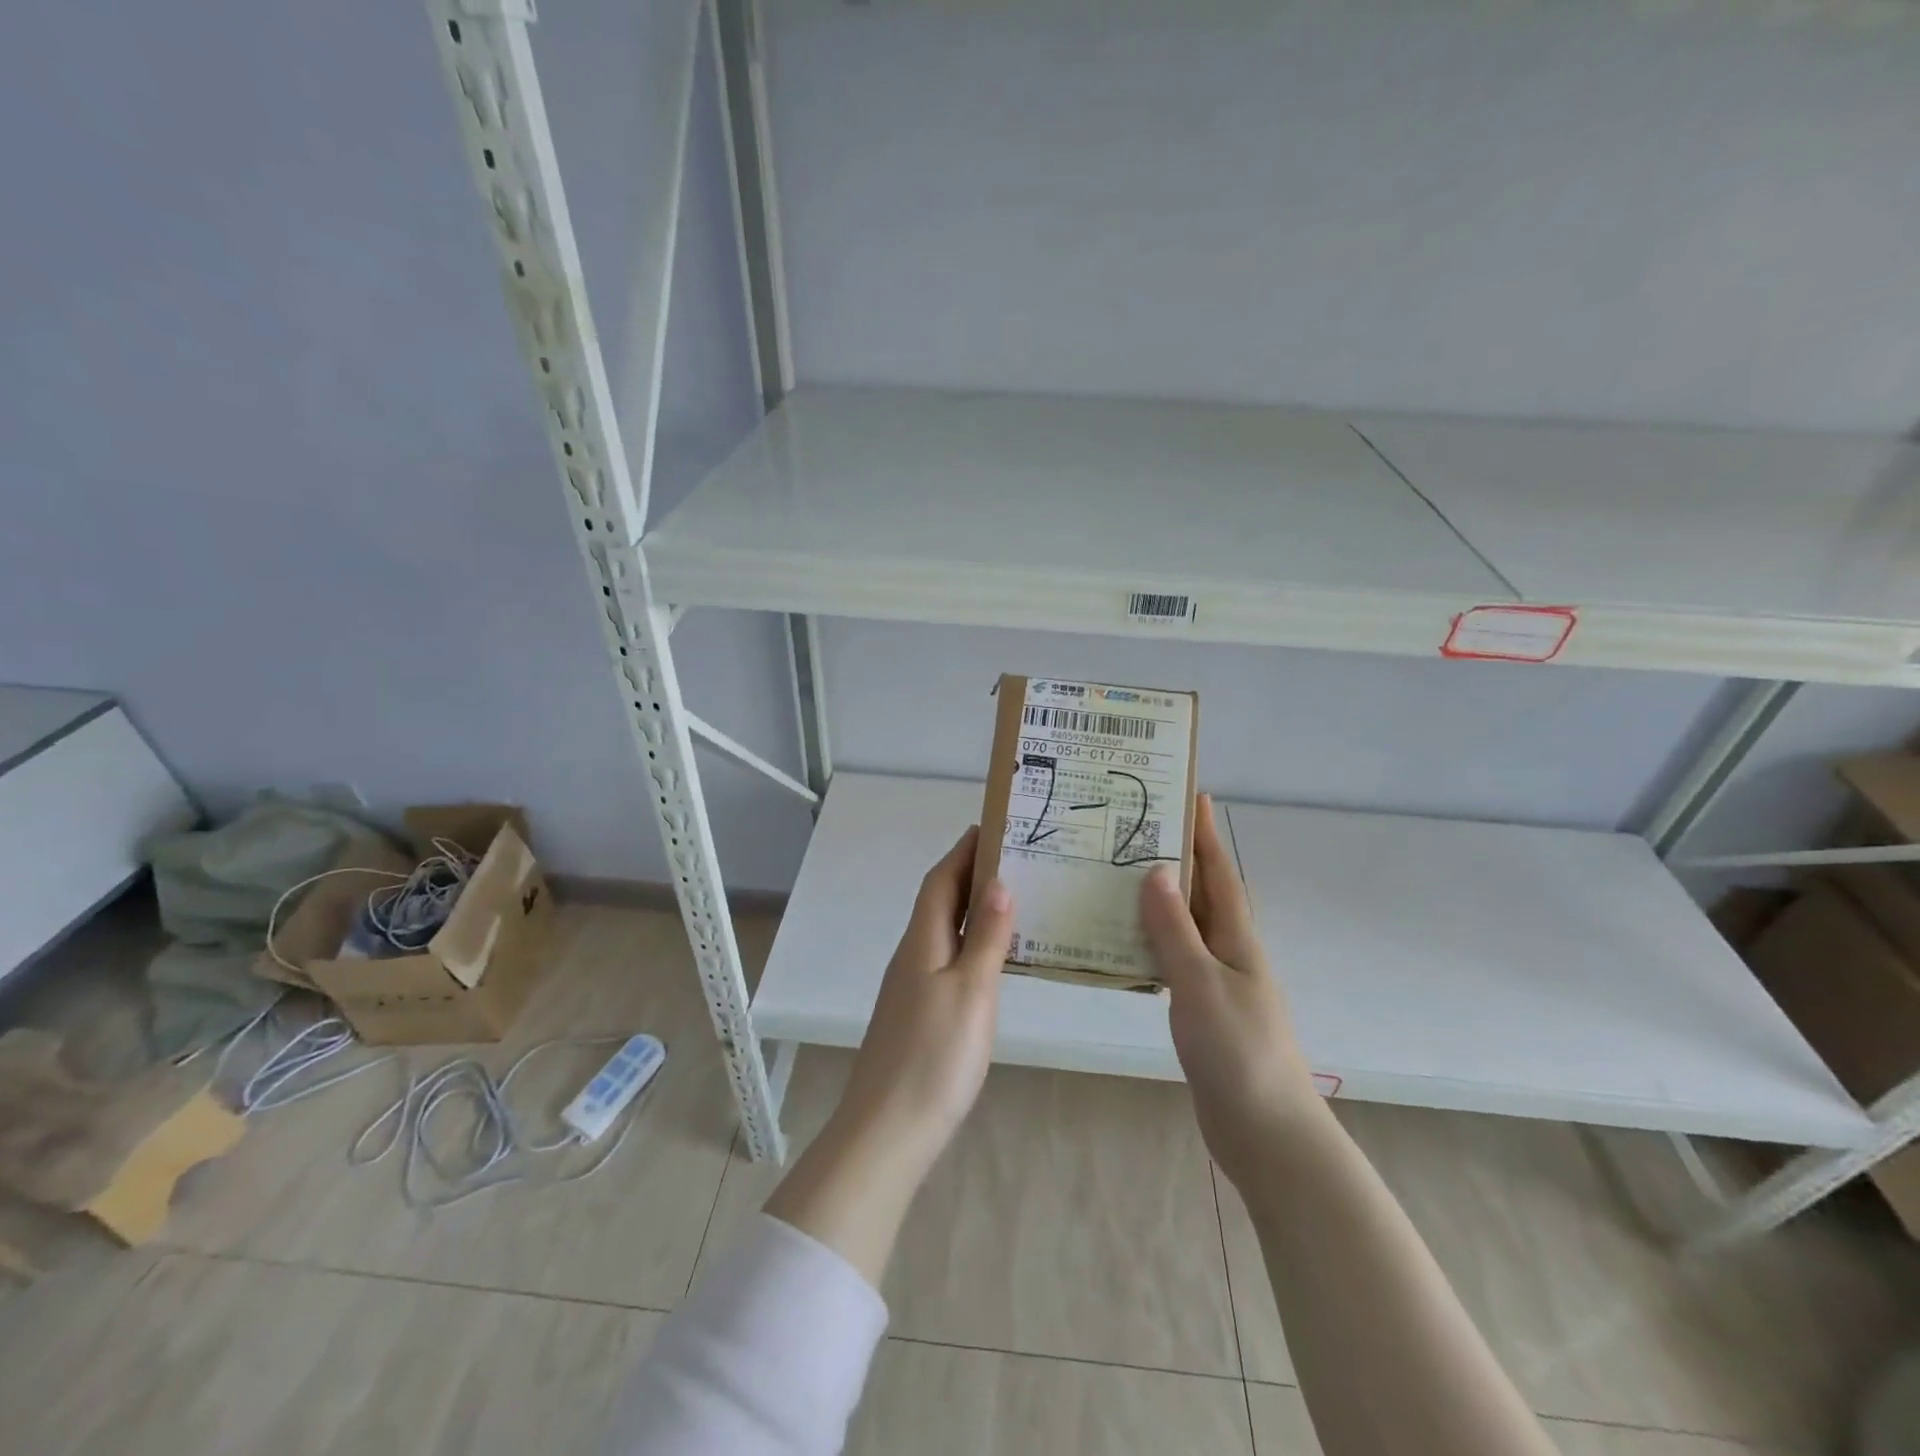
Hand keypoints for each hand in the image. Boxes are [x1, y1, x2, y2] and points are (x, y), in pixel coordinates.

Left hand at [765, 828, 1012, 1286]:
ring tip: (1013, 900)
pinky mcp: (917, 1014)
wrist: (887, 1132)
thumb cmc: (934, 1057)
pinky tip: (992, 959)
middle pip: (939, 902)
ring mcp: (911, 987)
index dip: (963, 851)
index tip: (992, 827)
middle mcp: (911, 956)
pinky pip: (946, 959)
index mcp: (921, 942)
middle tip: (1015, 859)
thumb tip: (998, 883)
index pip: (940, 880)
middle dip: (970, 874)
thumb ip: (985, 937)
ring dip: (971, 909)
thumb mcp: (971, 992)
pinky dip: (969, 943)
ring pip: (942, 931)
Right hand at [1140, 794, 1322, 1185]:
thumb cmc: (1238, 1050)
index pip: (1218, 872)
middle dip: (1175, 858)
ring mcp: (1216, 981)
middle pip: (1200, 893)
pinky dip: (1149, 941)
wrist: (1265, 1131)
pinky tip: (1120, 941)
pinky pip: (1172, 959)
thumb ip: (1174, 929)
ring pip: (1182, 926)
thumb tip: (1155, 870)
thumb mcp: (1200, 983)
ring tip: (1116, 874)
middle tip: (1133, 828)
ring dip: (1157, 899)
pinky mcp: (1200, 1009)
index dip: (1205, 833)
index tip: (1190, 794)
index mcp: (1236, 938)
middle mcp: (1228, 951)